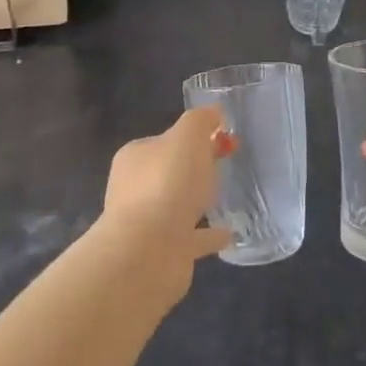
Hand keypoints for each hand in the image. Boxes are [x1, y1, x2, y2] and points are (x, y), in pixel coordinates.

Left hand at [101, 108, 234, 293]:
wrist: (148, 251)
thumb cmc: (167, 183)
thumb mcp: (188, 135)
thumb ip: (201, 120)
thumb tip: (213, 114)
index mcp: (136, 157)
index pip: (165, 140)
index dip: (193, 136)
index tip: (222, 137)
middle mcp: (135, 188)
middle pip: (170, 171)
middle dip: (194, 167)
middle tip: (225, 164)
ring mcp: (147, 223)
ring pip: (177, 205)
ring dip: (197, 201)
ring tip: (226, 197)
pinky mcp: (163, 252)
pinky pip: (192, 238)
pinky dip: (209, 234)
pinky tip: (230, 233)